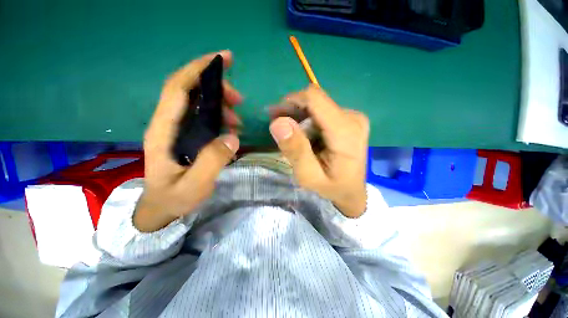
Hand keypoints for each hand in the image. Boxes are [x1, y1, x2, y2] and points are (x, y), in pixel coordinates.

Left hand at [134, 50, 242, 231]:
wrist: (161, 209)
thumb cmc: (174, 199)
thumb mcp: (193, 185)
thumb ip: (212, 161)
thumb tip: (233, 136)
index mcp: (163, 131)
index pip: (178, 88)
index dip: (198, 69)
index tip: (223, 58)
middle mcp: (167, 124)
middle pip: (188, 90)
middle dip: (216, 87)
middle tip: (239, 100)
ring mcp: (176, 129)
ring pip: (198, 102)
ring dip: (221, 103)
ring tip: (238, 119)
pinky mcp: (186, 135)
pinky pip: (203, 115)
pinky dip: (220, 115)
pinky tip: (231, 126)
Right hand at [269, 86, 368, 217]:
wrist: (351, 191)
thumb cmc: (331, 187)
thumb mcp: (309, 176)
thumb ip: (296, 150)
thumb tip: (278, 122)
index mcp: (346, 131)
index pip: (315, 98)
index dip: (291, 102)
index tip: (275, 115)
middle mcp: (352, 117)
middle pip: (315, 101)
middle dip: (292, 111)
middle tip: (278, 127)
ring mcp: (352, 117)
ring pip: (317, 106)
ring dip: (299, 116)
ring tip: (288, 133)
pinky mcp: (348, 120)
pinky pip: (322, 112)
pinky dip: (307, 120)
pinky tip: (302, 134)